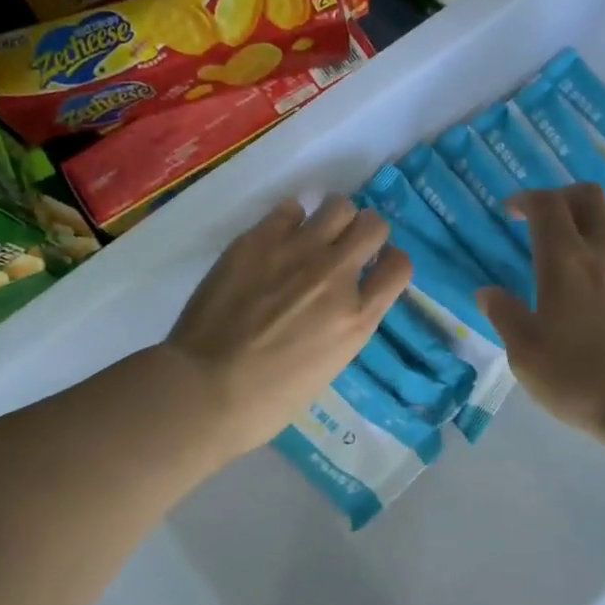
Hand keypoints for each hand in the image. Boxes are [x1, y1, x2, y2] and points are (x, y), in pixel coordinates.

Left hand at [165, 196, 412, 457]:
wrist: (205, 388)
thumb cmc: (267, 400)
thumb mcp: (328, 365)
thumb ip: (342, 323)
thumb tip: (338, 298)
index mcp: (358, 317)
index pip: (399, 266)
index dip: (389, 263)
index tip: (374, 268)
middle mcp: (336, 274)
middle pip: (373, 225)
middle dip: (365, 233)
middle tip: (345, 247)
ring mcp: (298, 251)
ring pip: (338, 205)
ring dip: (332, 219)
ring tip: (313, 235)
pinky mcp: (259, 239)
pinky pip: (290, 208)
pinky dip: (290, 220)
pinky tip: (276, 239)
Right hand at [477, 184, 604, 450]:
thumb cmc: (581, 380)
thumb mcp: (525, 354)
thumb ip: (504, 315)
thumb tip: (487, 292)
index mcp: (565, 261)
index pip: (547, 204)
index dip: (525, 199)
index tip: (510, 212)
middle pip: (588, 194)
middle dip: (560, 196)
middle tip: (543, 219)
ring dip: (595, 210)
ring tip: (578, 234)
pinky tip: (604, 270)